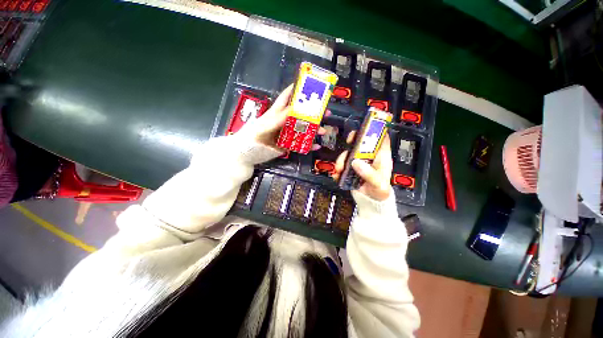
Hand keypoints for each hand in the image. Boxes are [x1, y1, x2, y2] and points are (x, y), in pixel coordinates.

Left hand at [239, 84, 328, 150]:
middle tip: (326, 112)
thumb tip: (294, 109)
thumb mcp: (265, 125)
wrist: (245, 156)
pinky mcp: (286, 146)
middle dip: (313, 112)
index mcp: (276, 114)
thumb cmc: (251, 138)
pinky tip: (316, 146)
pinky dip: (308, 145)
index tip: (309, 85)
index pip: (286, 98)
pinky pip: (299, 145)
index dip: (296, 90)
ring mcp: (285, 135)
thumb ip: (278, 118)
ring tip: (324, 131)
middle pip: (300, 114)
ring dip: (314, 130)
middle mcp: (283, 122)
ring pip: (302, 130)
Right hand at [333, 132, 392, 200]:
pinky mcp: (350, 170)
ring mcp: (359, 164)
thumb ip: (369, 174)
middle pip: (361, 144)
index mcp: (381, 158)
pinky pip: (342, 166)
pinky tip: (336, 175)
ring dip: (341, 160)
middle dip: (353, 142)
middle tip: (348, 143)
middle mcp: (369, 158)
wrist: (371, 203)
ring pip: (348, 154)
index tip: (365, 129)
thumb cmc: (380, 192)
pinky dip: (337, 169)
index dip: (373, 132)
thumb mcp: (378, 184)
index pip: (380, 139)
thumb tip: (355, 162)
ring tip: (338, 169)